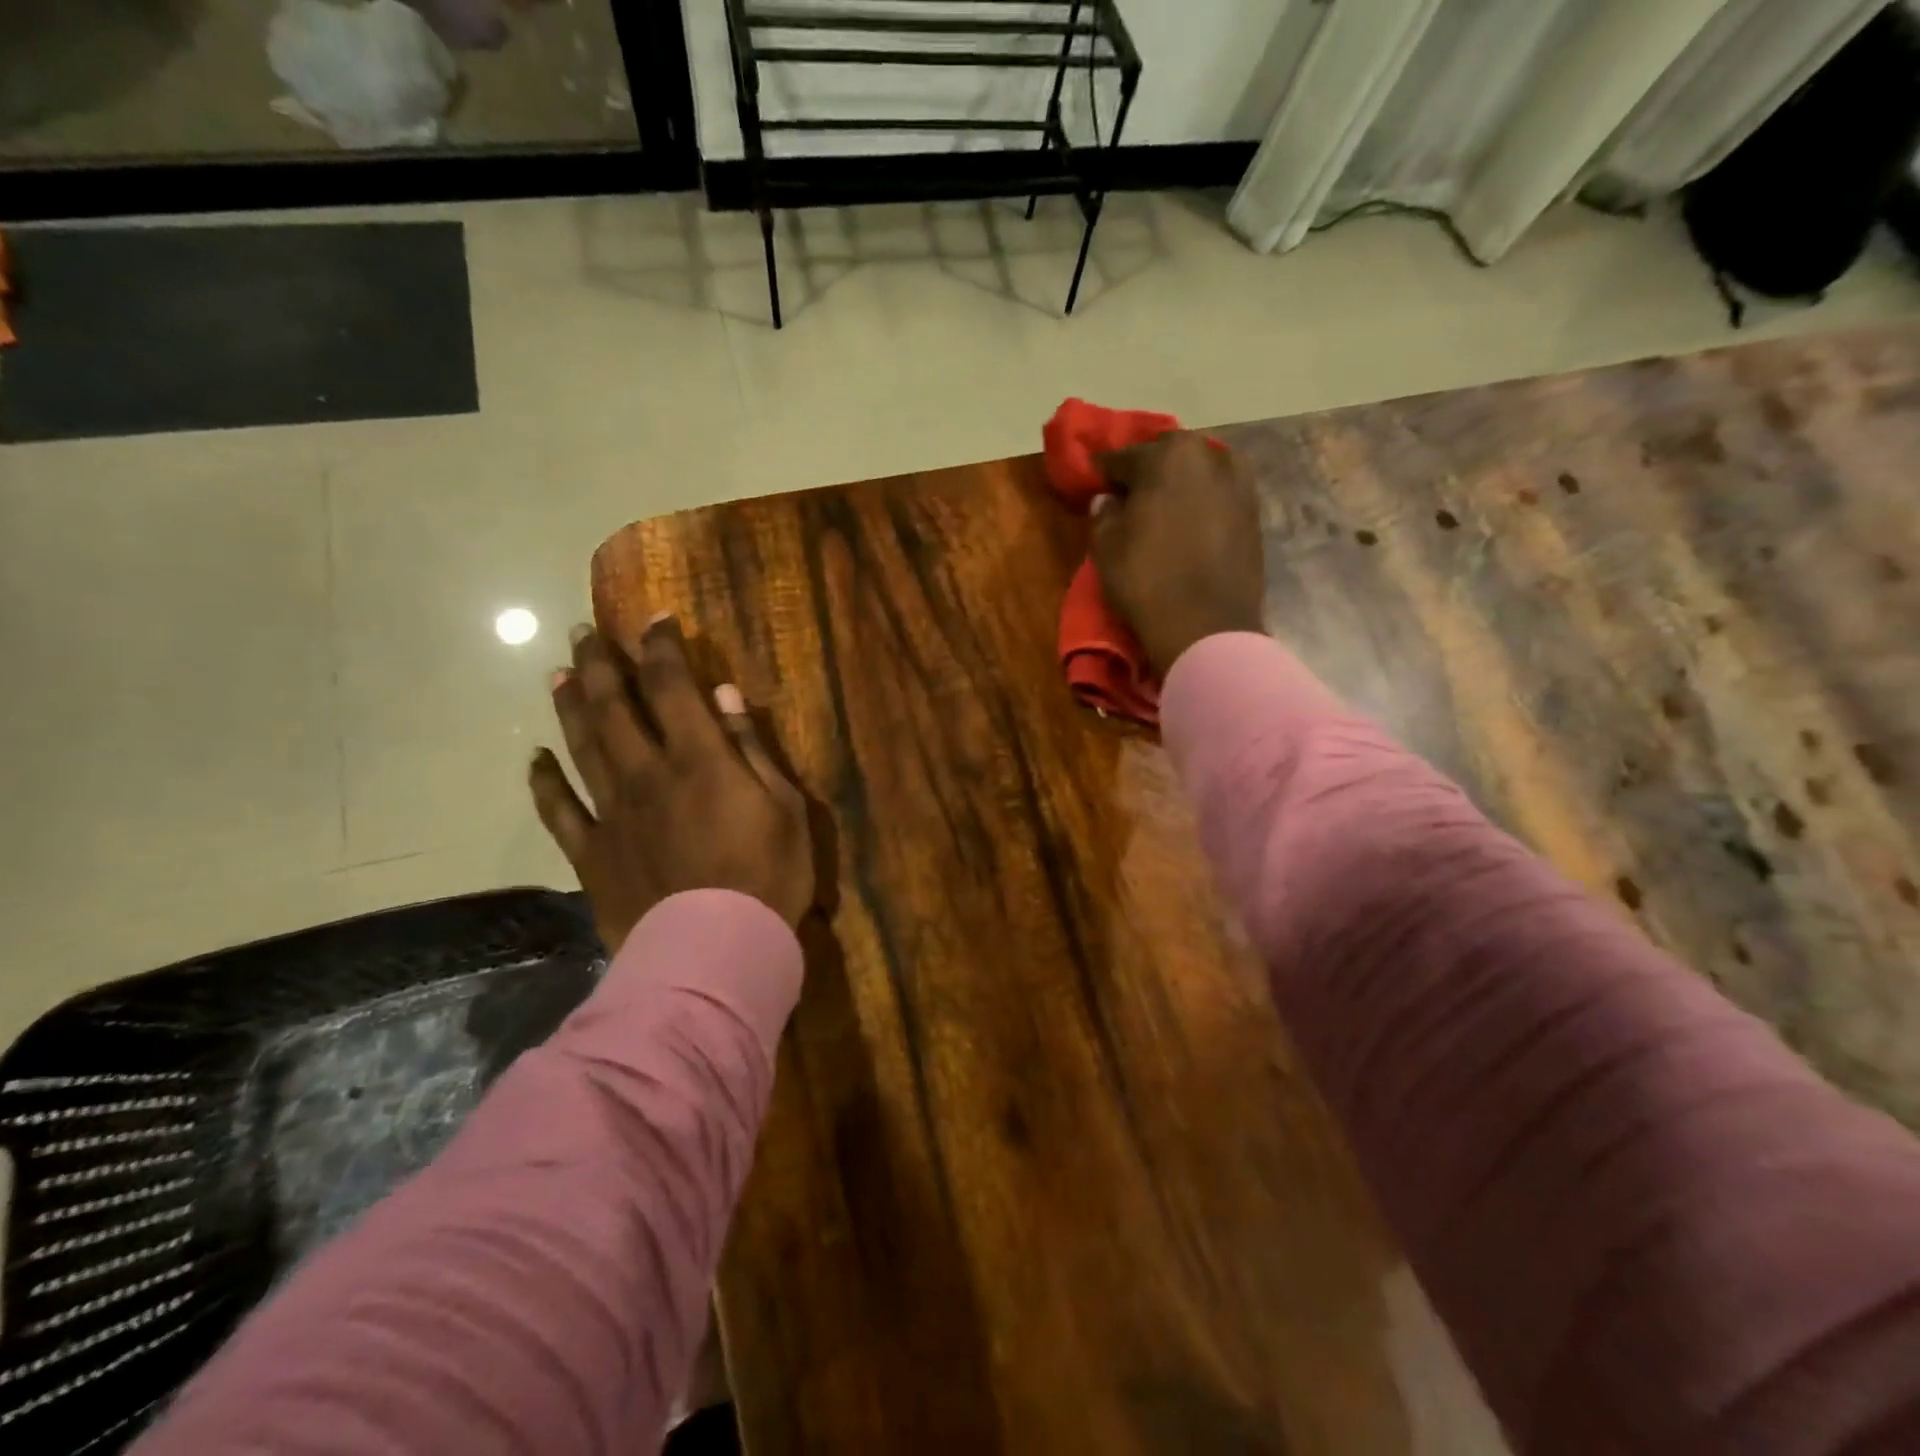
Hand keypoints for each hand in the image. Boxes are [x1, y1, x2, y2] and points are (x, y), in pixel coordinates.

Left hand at [530, 619, 814, 950]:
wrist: (716, 951)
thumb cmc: (768, 877)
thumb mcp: (785, 808)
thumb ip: (752, 749)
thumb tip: (726, 696)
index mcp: (699, 758)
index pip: (673, 685)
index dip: (662, 647)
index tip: (655, 620)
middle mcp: (647, 773)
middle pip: (616, 706)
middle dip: (601, 664)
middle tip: (585, 633)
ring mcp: (613, 813)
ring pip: (582, 747)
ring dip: (570, 706)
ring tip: (558, 674)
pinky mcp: (592, 853)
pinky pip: (558, 810)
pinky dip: (544, 782)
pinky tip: (535, 759)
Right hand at [1091, 432, 1266, 671]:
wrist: (1207, 626)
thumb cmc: (1147, 579)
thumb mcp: (1106, 546)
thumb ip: (1104, 513)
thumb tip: (1109, 500)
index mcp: (1168, 455)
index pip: (1123, 457)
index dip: (1103, 474)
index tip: (1092, 487)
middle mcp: (1210, 456)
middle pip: (1167, 457)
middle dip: (1146, 473)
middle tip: (1128, 498)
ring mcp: (1239, 483)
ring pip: (1198, 473)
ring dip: (1178, 486)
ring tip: (1161, 512)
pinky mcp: (1255, 512)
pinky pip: (1218, 496)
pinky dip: (1201, 504)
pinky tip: (1188, 526)